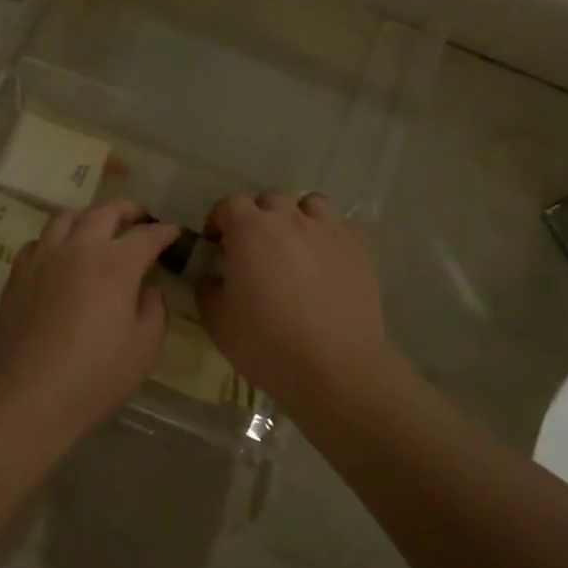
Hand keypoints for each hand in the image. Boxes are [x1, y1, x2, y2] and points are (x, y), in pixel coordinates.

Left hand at [0, 200, 180, 437]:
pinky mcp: (17, 275)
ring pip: (64, 218)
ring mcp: (43, 258)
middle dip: (126, 211)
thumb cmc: (96, 375)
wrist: (30, 396)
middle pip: (103, 212)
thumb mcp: (145, 348)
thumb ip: (155, 310)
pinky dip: (54, 241)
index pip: (146, 236)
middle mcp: (77, 249)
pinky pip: (37, 243)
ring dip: (87, 218)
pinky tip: (58, 256)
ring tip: (96, 229)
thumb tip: (150, 289)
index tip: (174, 233)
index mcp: (115, 264)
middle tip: (138, 218)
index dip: (164, 232)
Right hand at [196, 192, 396, 409]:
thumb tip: (213, 278)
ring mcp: (328, 231)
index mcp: (249, 230)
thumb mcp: (217, 321)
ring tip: (296, 246)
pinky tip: (329, 258)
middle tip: (255, 249)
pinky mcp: (360, 249)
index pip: (229, 204)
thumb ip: (208, 289)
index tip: (217, 244)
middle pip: (269, 200)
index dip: (219, 220)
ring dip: (298, 217)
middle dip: (258, 218)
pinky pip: (344, 227)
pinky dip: (333, 236)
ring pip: (310, 203)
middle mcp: (289, 219)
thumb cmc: (267, 343)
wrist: (335, 367)